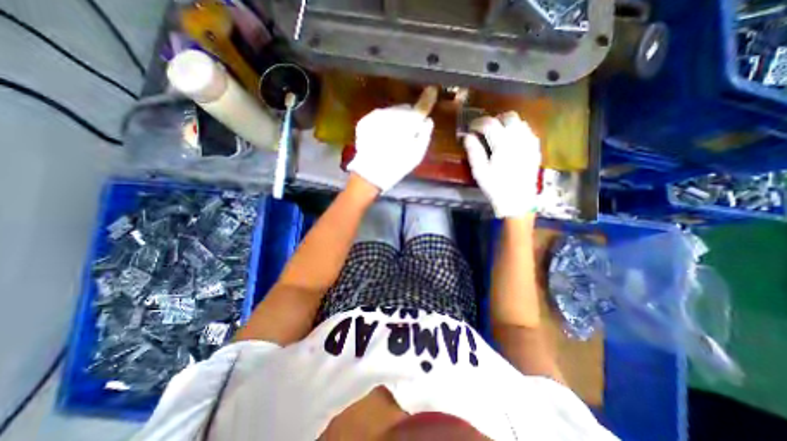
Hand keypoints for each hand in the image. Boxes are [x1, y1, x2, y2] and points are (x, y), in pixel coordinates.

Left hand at [350, 104, 436, 192]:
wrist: (370, 173)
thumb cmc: (397, 165)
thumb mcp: (417, 154)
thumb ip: (425, 134)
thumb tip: (427, 120)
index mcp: (407, 123)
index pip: (421, 106)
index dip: (428, 98)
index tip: (432, 90)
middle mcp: (391, 114)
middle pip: (404, 110)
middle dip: (408, 117)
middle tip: (407, 132)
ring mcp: (376, 116)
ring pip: (391, 112)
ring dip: (395, 120)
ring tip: (393, 137)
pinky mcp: (365, 121)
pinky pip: (379, 117)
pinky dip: (383, 124)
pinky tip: (382, 137)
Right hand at [463, 111, 544, 218]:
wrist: (518, 201)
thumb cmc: (495, 187)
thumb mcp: (480, 172)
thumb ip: (474, 152)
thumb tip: (467, 136)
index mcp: (503, 144)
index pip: (490, 124)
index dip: (478, 122)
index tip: (470, 127)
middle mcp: (519, 139)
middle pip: (508, 117)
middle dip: (494, 119)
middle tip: (485, 129)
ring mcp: (530, 143)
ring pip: (520, 122)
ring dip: (506, 123)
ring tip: (497, 133)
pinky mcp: (535, 149)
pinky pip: (528, 131)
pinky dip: (517, 130)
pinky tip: (511, 140)